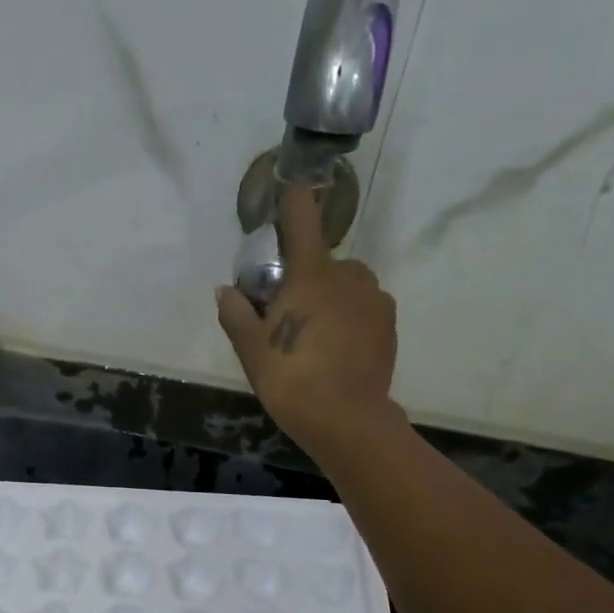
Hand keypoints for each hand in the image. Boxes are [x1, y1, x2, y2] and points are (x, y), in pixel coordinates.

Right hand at [215, 183, 401, 460]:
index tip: (288, 191)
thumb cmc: (292, 382)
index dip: (292, 200)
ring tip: (315, 337)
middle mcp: (348, 274)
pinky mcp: (389, 322)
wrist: (347, 421)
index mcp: (311, 274)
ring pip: (345, 284)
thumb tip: (225, 290)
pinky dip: (349, 317)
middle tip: (287, 316)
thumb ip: (237, 315)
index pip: (301, 217)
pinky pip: (363, 306)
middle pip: (321, 261)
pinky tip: (337, 350)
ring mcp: (374, 297)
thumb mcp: (252, 352)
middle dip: (304, 279)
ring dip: (330, 298)